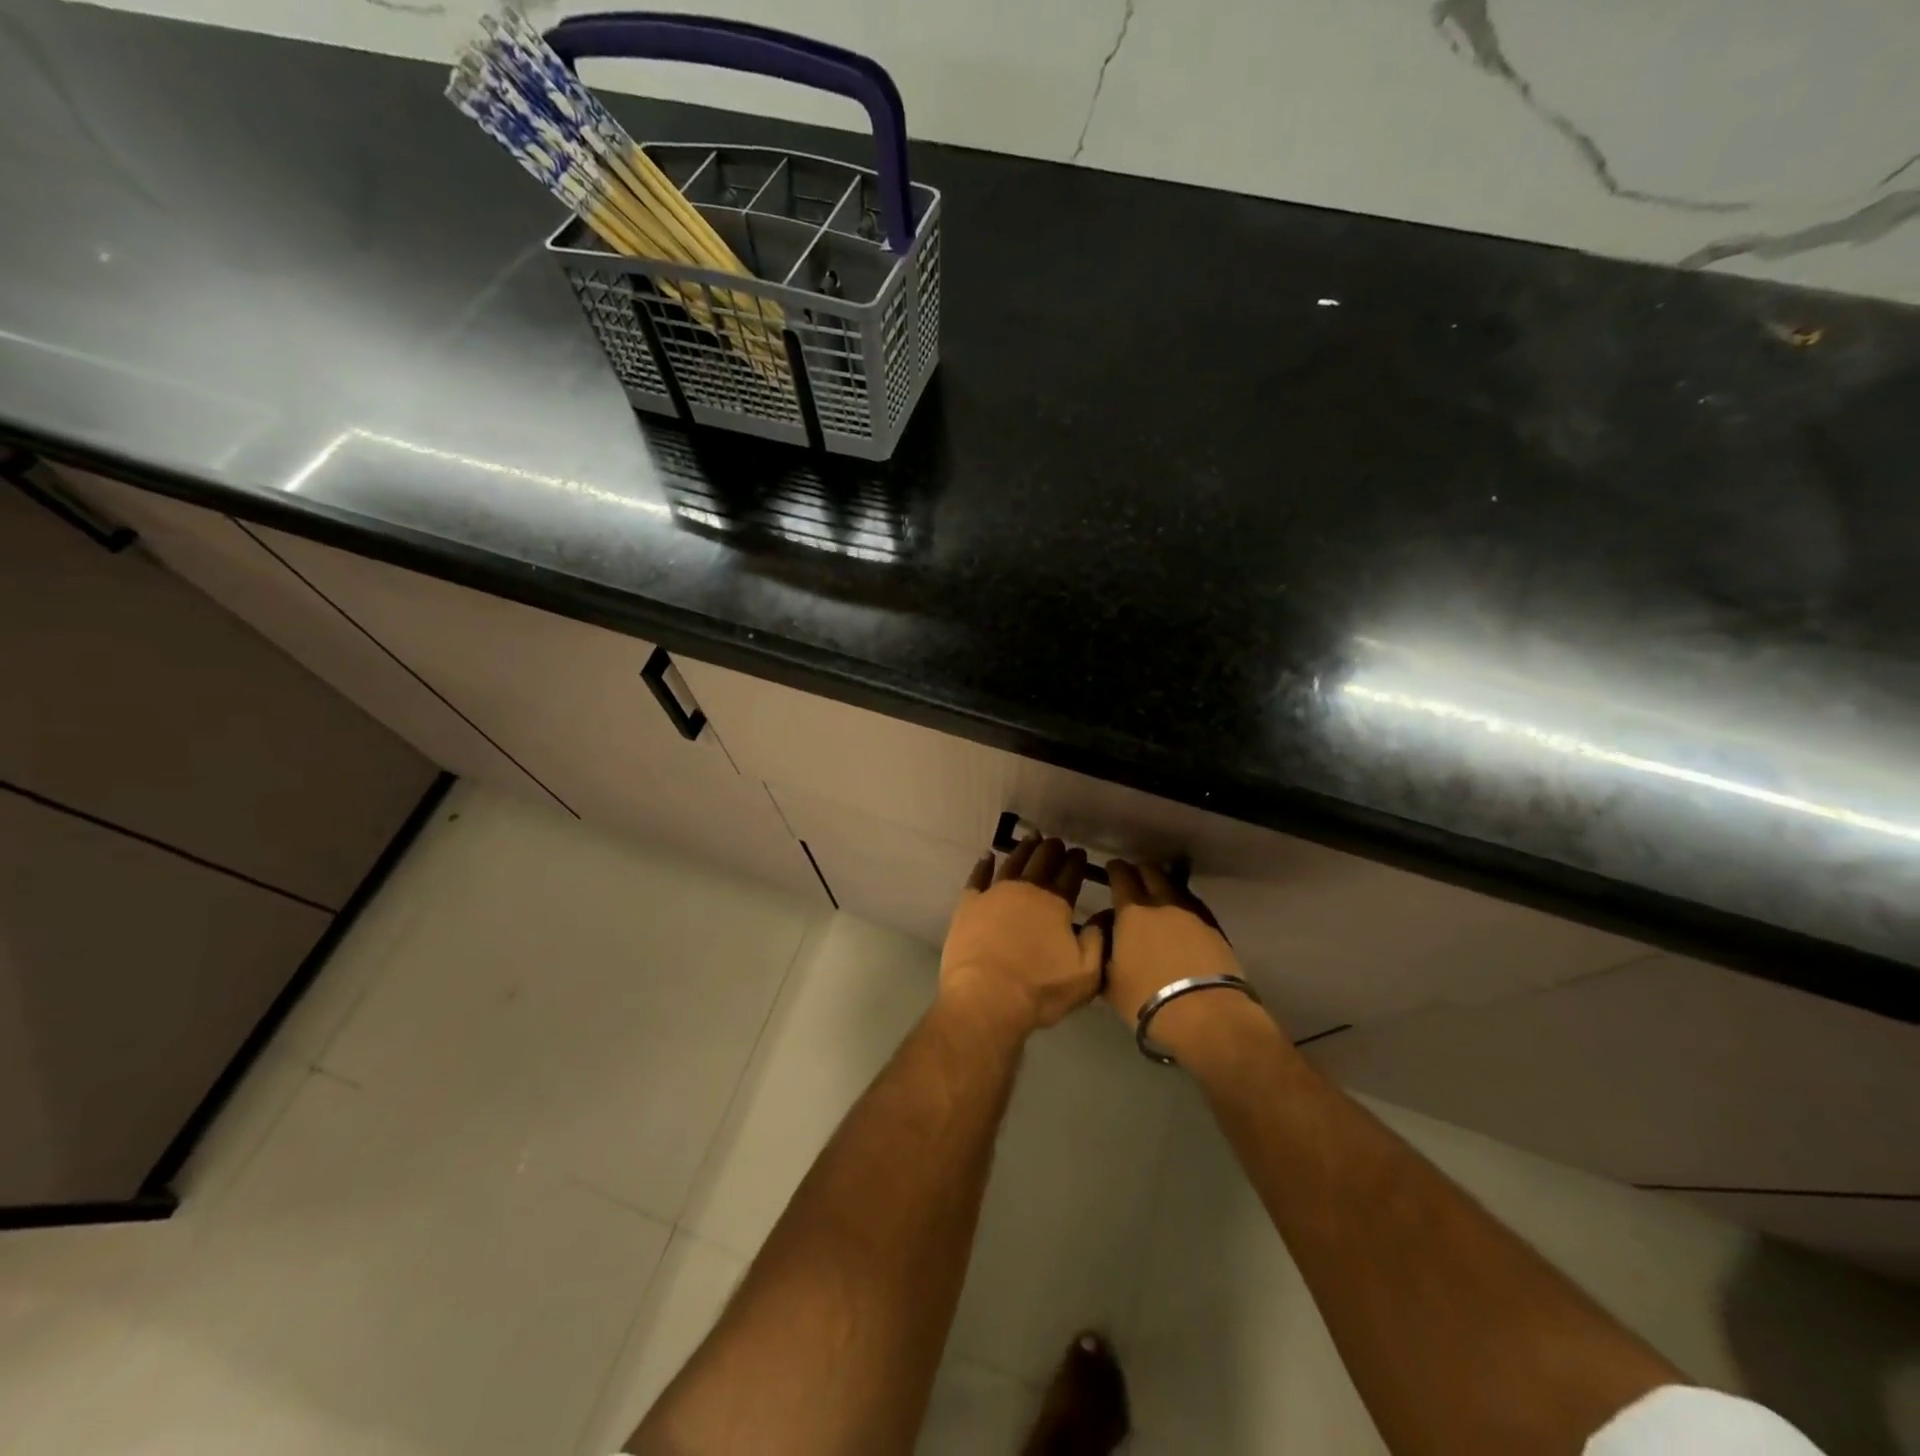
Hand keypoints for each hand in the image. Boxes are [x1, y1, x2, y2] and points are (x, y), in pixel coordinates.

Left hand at [941, 836, 1104, 1036]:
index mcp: (1056, 902)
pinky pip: (978, 876)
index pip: (1070, 874)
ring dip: (1024, 849)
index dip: (1077, 862)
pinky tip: (988, 856)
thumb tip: (1105, 915)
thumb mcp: (1086, 974)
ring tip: (1031, 839)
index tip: (1080, 853)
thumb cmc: (1039, 989)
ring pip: (1012, 862)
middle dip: (1052, 849)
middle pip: (1042, 860)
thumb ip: (1098, 941)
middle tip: (1056, 842)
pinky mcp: (969, 904)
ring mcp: (994, 893)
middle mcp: (1026, 889)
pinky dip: (984, 864)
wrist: (986, 998)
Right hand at [1099, 862, 1272, 1056]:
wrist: (1205, 1015)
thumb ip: (1103, 950)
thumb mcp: (1109, 980)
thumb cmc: (1147, 999)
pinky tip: (1179, 916)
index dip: (1115, 869)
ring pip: (1174, 885)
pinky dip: (1182, 903)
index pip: (1121, 876)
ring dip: (1163, 884)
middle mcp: (1162, 903)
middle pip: (1151, 872)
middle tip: (1133, 880)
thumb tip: (1106, 930)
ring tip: (1157, 896)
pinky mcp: (1214, 927)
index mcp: (1132, 912)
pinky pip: (1193, 903)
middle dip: (1139, 871)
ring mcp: (1192, 913)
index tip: (1111, 868)